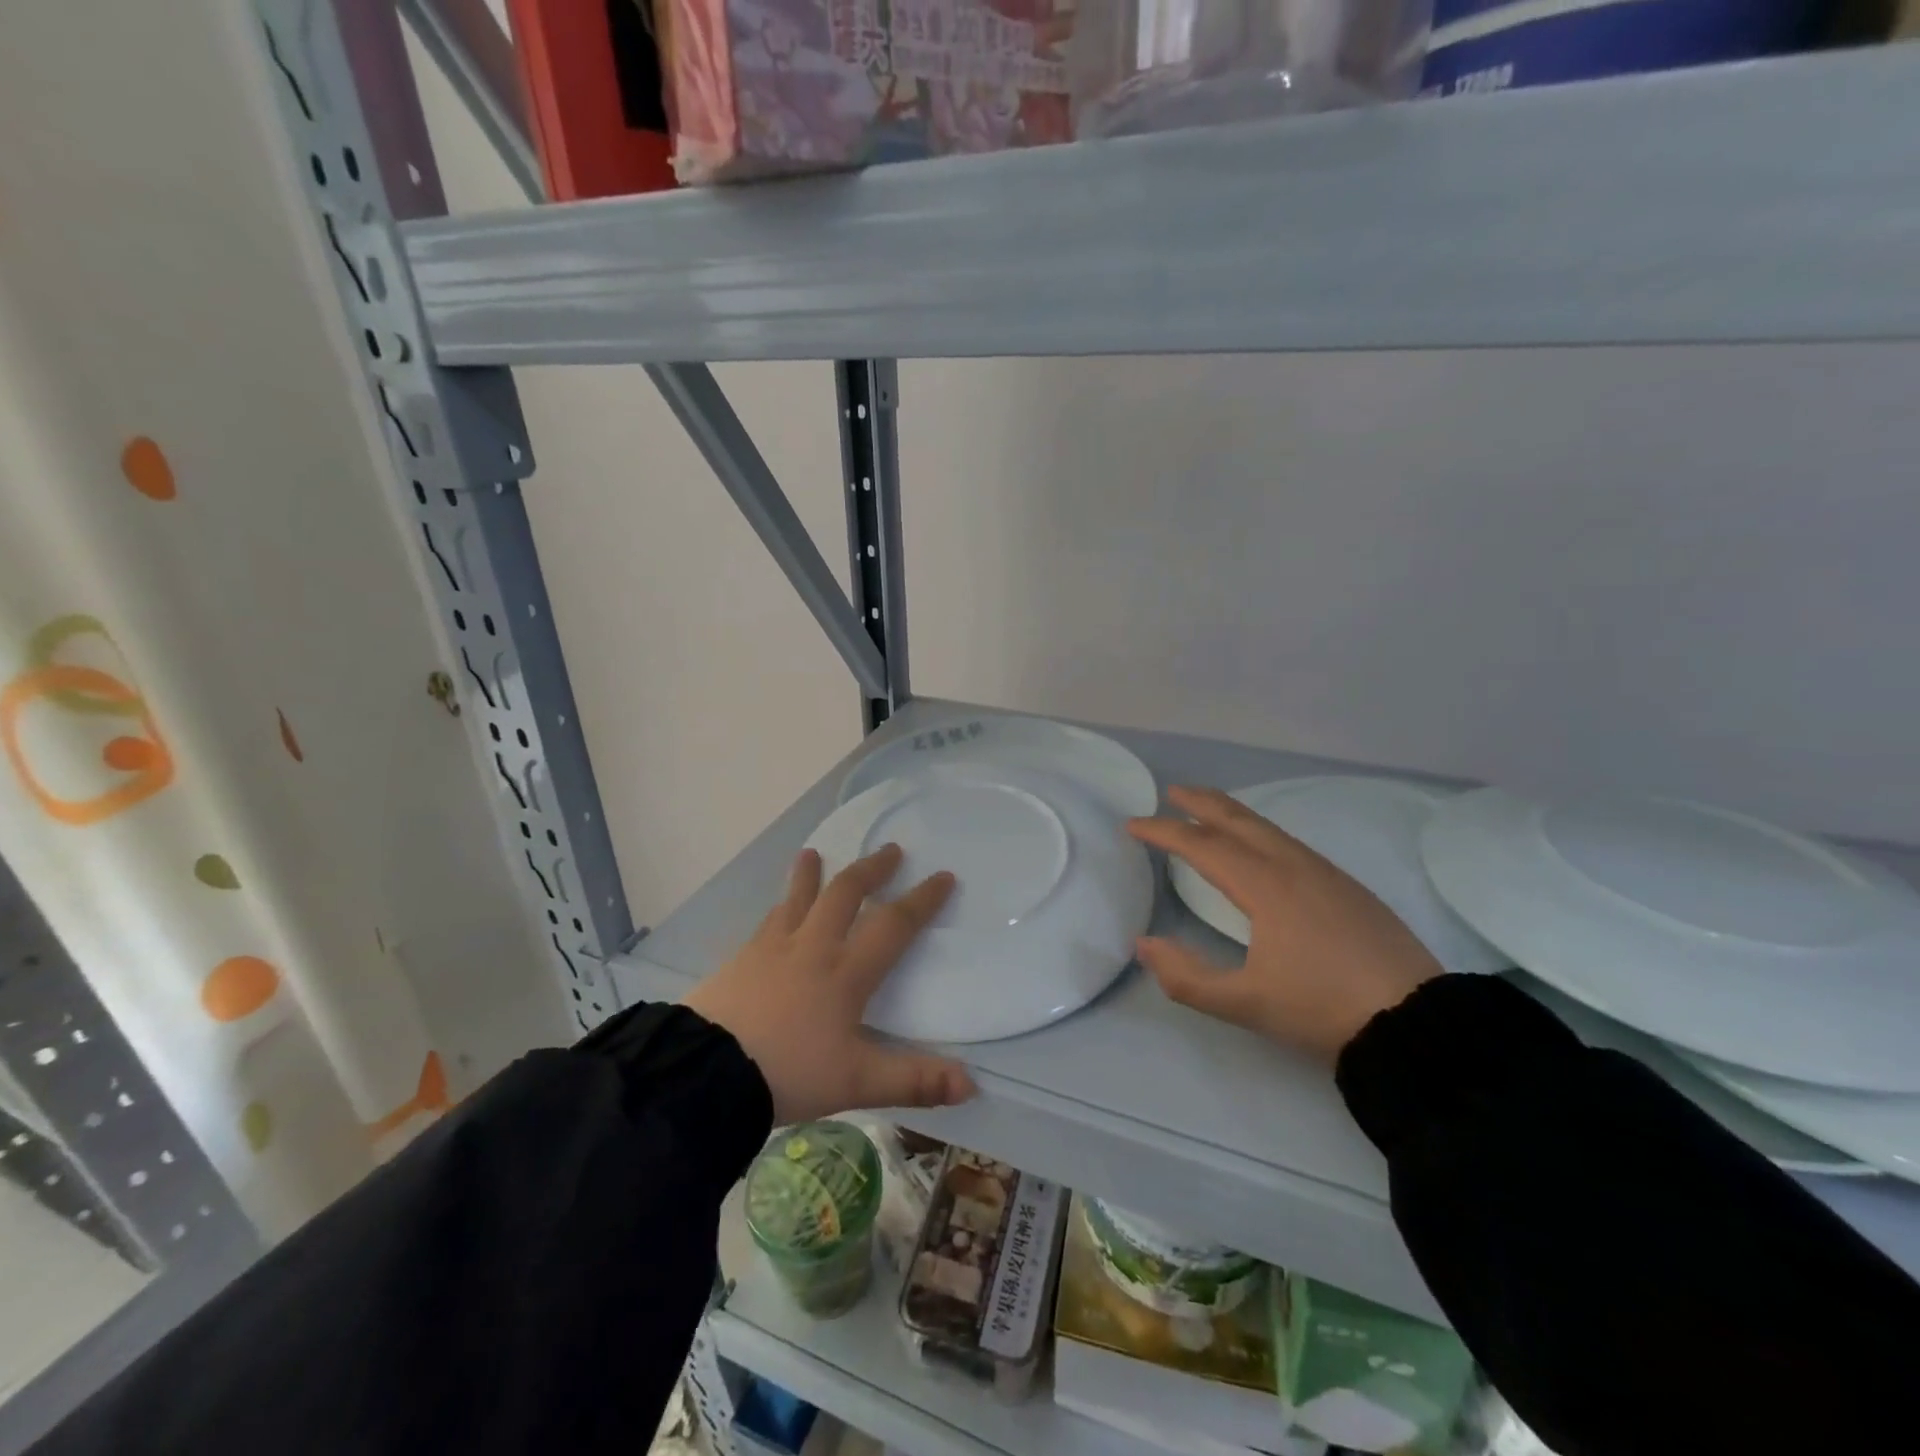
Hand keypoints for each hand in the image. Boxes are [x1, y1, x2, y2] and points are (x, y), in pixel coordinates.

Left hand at [684, 844, 976, 1123]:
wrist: (705, 1072)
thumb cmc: (788, 1072)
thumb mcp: (857, 1083)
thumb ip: (914, 1081)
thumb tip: (971, 1085)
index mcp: (846, 972)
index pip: (893, 924)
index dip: (922, 899)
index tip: (943, 876)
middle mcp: (813, 947)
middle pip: (845, 894)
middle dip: (871, 870)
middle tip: (890, 850)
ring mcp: (772, 948)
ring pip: (798, 898)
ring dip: (811, 874)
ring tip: (814, 852)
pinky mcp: (741, 958)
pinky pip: (768, 920)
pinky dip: (781, 905)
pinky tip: (777, 907)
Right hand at [1126, 786, 1441, 1062]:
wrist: (1417, 1021)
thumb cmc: (1323, 1008)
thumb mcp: (1245, 1004)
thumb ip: (1186, 977)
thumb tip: (1144, 944)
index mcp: (1265, 886)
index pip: (1202, 846)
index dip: (1163, 832)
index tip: (1132, 824)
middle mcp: (1293, 866)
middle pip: (1239, 819)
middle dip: (1201, 802)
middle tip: (1172, 792)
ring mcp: (1325, 873)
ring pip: (1268, 828)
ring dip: (1232, 814)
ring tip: (1209, 812)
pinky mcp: (1348, 887)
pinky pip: (1290, 843)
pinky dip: (1260, 832)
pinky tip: (1261, 849)